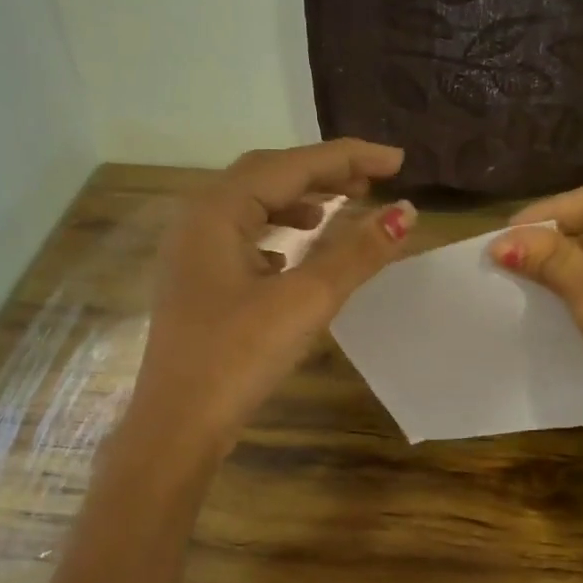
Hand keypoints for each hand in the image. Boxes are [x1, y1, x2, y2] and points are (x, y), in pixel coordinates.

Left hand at [128, 140, 415, 454]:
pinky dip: (276, 235)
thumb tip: (404, 212)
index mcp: (216, 211)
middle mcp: (197, 221)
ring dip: (298, 202)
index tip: (397, 161)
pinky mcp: (197, 284)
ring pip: (252, 208)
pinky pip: (242, 240)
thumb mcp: (305, 300)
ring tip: (340, 209)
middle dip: (322, 174)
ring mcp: (192, 254)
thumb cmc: (238, 357)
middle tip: (373, 181)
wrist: (178, 425)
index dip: (348, 157)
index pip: (291, 165)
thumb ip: (356, 253)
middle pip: (267, 177)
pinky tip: (294, 254)